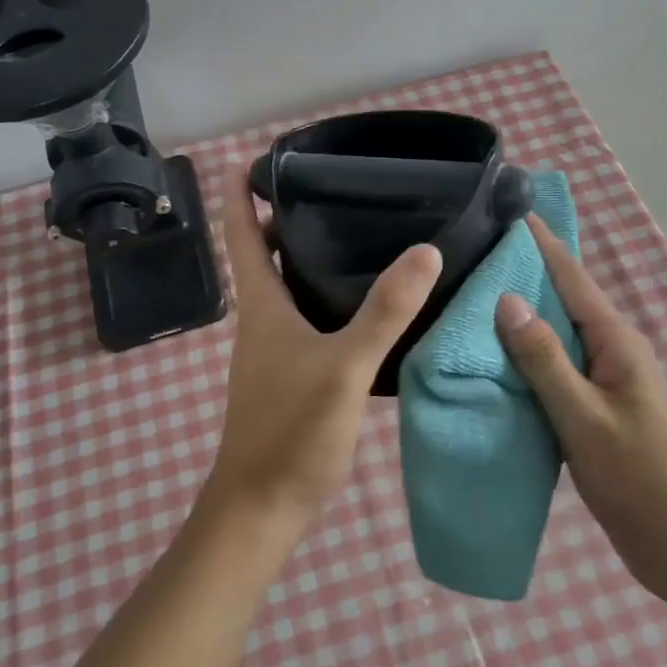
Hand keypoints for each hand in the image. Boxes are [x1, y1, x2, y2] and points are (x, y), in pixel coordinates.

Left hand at [205, 167, 441, 527]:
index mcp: (262, 306)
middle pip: (266, 255)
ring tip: (356, 231)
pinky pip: (307, 318)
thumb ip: (384, 311)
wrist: (262, 509)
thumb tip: (425, 250)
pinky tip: (366, 301)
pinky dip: (327, 297)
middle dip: (286, 218)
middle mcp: (262, 321)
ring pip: (288, 287)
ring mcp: (275, 350)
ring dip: (308, 257)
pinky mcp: (292, 375)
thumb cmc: (291, 431)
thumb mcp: (343, 366)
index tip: (254, 157)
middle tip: (332, 187)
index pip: (242, 235)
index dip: (240, 194)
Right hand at [495, 217, 666, 599]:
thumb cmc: (639, 477)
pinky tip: (492, 360)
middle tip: (472, 254)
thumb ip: (544, 358)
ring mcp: (604, 381)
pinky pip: (554, 369)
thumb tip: (506, 299)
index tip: (506, 211)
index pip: (571, 276)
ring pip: (555, 336)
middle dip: (522, 273)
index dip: (540, 243)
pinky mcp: (594, 409)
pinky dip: (525, 357)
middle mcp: (611, 351)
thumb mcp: (584, 416)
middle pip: (561, 299)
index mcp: (615, 341)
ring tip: (471, 299)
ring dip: (520, 317)